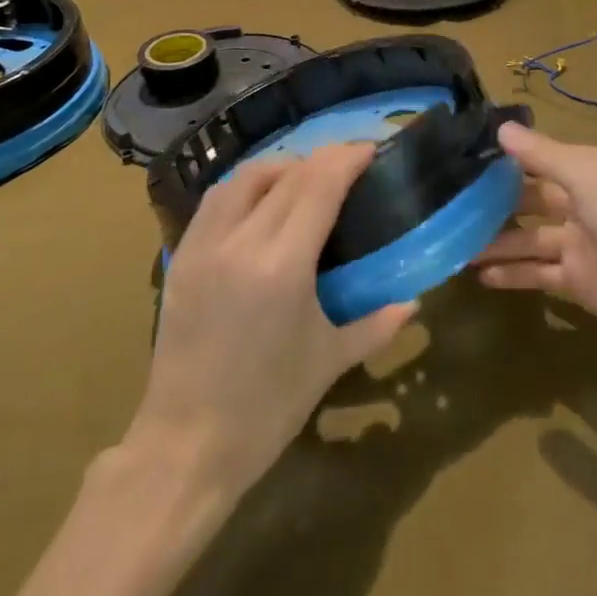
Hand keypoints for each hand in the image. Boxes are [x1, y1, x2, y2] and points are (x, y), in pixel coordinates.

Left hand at [127, 145, 418, 501]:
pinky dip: (247, 184)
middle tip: (349, 162)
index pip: (319, 185)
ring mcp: (204, 244)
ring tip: (306, 177)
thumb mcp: (329, 362)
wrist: (186, 446)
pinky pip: (216, 198)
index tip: (371, 149)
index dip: (347, 158)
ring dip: (283, 166)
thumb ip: (377, 323)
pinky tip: (263, 199)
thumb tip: (415, 301)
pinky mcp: (181, 255)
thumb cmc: (267, 407)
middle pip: (288, 174)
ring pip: (246, 176)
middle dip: (324, 159)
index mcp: (282, 266)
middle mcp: (241, 242)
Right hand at [475, 122, 596, 377]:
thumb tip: (500, 128)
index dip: (502, 157)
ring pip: (528, 238)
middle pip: (528, 198)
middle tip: (444, 206)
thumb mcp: (590, 182)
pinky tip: (480, 277)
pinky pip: (539, 274)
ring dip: (494, 241)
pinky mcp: (581, 284)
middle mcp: (580, 204)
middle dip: (491, 202)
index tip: (459, 156)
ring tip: (451, 245)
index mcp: (586, 172)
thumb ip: (544, 157)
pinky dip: (512, 274)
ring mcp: (580, 245)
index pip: (536, 158)